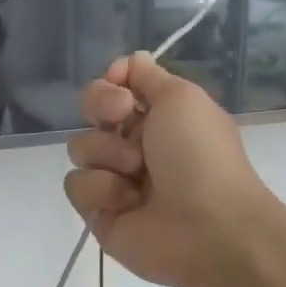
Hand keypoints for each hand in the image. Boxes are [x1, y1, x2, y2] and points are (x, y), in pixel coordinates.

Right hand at [64, 51, 276, 286]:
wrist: (208, 226)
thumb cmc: (200, 155)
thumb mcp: (182, 98)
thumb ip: (149, 77)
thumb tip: (130, 60)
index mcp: (158, 117)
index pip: (115, 87)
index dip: (111, 82)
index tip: (121, 84)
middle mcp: (134, 144)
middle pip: (91, 111)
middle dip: (101, 107)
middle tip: (122, 119)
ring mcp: (114, 178)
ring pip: (80, 147)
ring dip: (107, 153)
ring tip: (136, 173)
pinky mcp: (98, 212)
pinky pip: (77, 185)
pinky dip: (101, 189)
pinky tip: (127, 202)